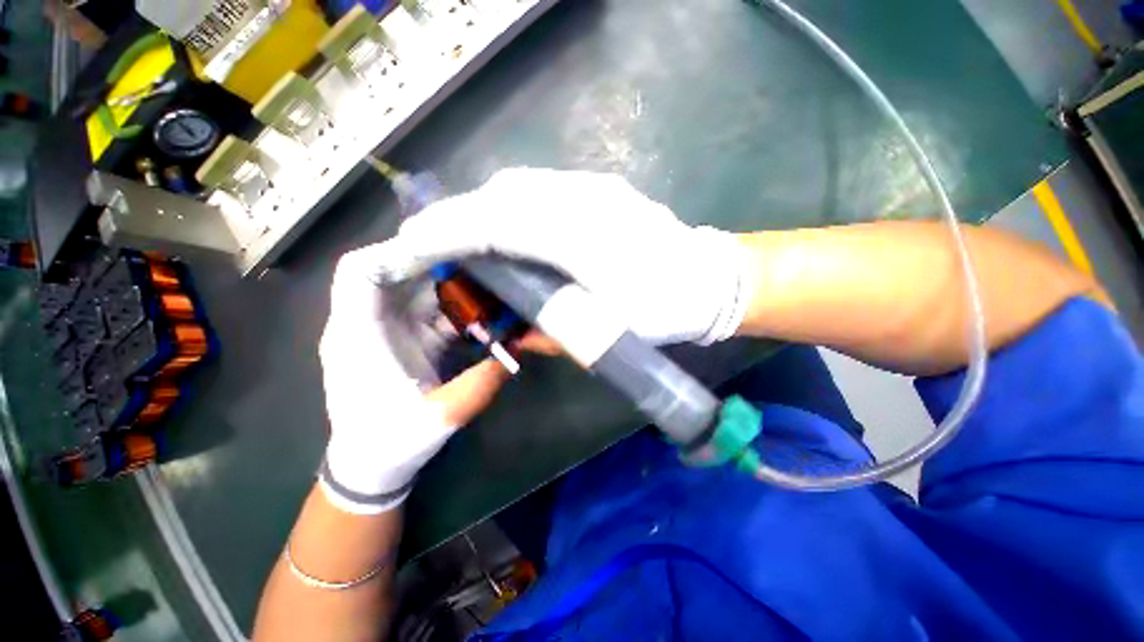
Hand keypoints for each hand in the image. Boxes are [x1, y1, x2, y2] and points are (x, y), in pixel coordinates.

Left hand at [318, 245, 509, 514]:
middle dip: (437, 261)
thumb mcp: (440, 416)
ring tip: (489, 279)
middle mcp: (369, 323)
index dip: (396, 250)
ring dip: (454, 285)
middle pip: (396, 272)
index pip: (360, 271)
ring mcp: (389, 330)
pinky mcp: (408, 339)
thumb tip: (517, 350)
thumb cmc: (391, 442)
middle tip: (479, 256)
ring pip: (419, 290)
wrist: (372, 465)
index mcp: (359, 335)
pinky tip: (486, 311)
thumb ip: (481, 382)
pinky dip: (459, 308)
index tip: (442, 245)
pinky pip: (434, 311)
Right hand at [377, 169, 753, 345]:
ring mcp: (594, 186)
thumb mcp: (605, 333)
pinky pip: (541, 189)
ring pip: (519, 188)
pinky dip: (512, 207)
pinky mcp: (601, 187)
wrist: (708, 281)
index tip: (410, 245)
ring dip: (485, 213)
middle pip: (502, 198)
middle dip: (459, 220)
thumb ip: (549, 331)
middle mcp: (583, 199)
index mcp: (582, 240)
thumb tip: (513, 331)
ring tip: (470, 244)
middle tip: (436, 249)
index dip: (447, 233)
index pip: (496, 226)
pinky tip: (512, 231)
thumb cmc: (663, 311)